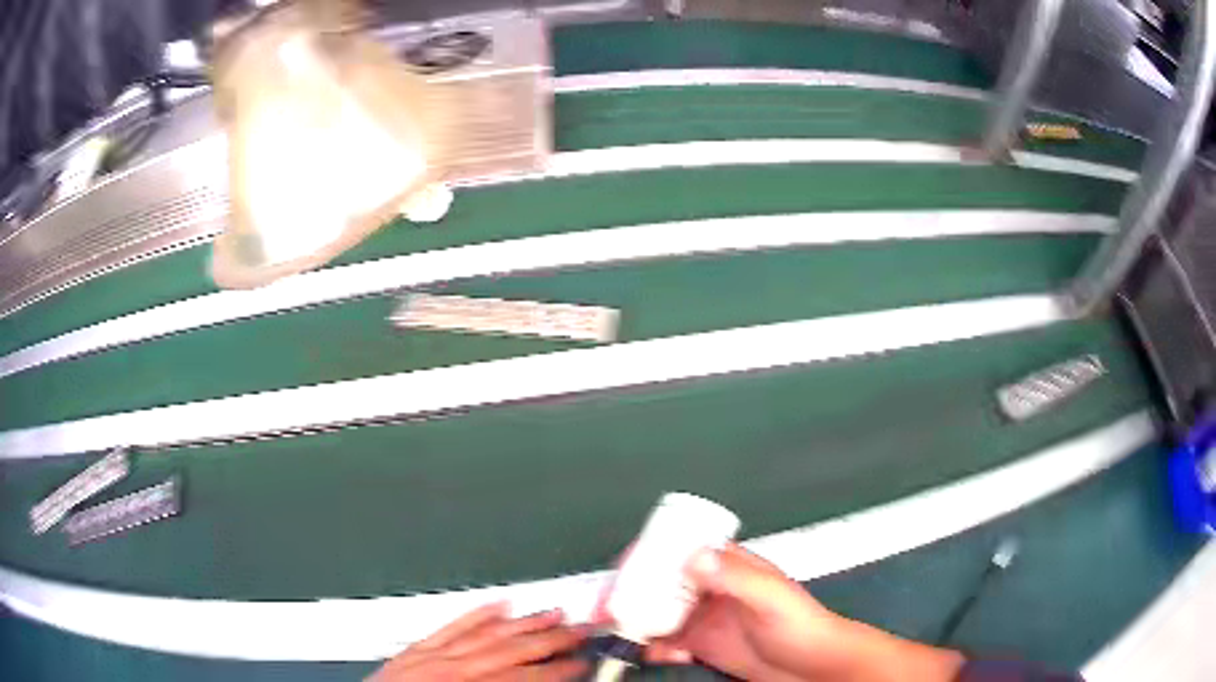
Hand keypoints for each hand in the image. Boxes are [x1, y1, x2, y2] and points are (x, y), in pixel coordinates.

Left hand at [370, 603, 587, 681]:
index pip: (526, 676)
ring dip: (524, 622)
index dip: (560, 668)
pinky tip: (497, 605)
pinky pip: (452, 626)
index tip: (582, 662)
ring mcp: (433, 655)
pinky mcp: (417, 649)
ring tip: (552, 612)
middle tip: (582, 630)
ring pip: (487, 632)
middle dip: (552, 639)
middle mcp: (452, 669)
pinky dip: (478, 614)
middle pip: (512, 648)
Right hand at [647, 544, 963, 681]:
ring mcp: (704, 618)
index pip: (681, 549)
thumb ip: (735, 578)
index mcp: (728, 567)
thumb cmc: (801, 625)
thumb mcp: (770, 598)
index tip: (623, 566)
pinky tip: (656, 653)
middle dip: (632, 590)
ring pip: (658, 613)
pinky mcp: (702, 645)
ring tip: (617, 630)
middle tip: (607, 605)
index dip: (649, 553)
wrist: (813, 667)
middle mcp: (711, 589)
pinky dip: (653, 646)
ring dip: (636, 619)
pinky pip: (666, 642)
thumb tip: (694, 557)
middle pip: (660, 583)